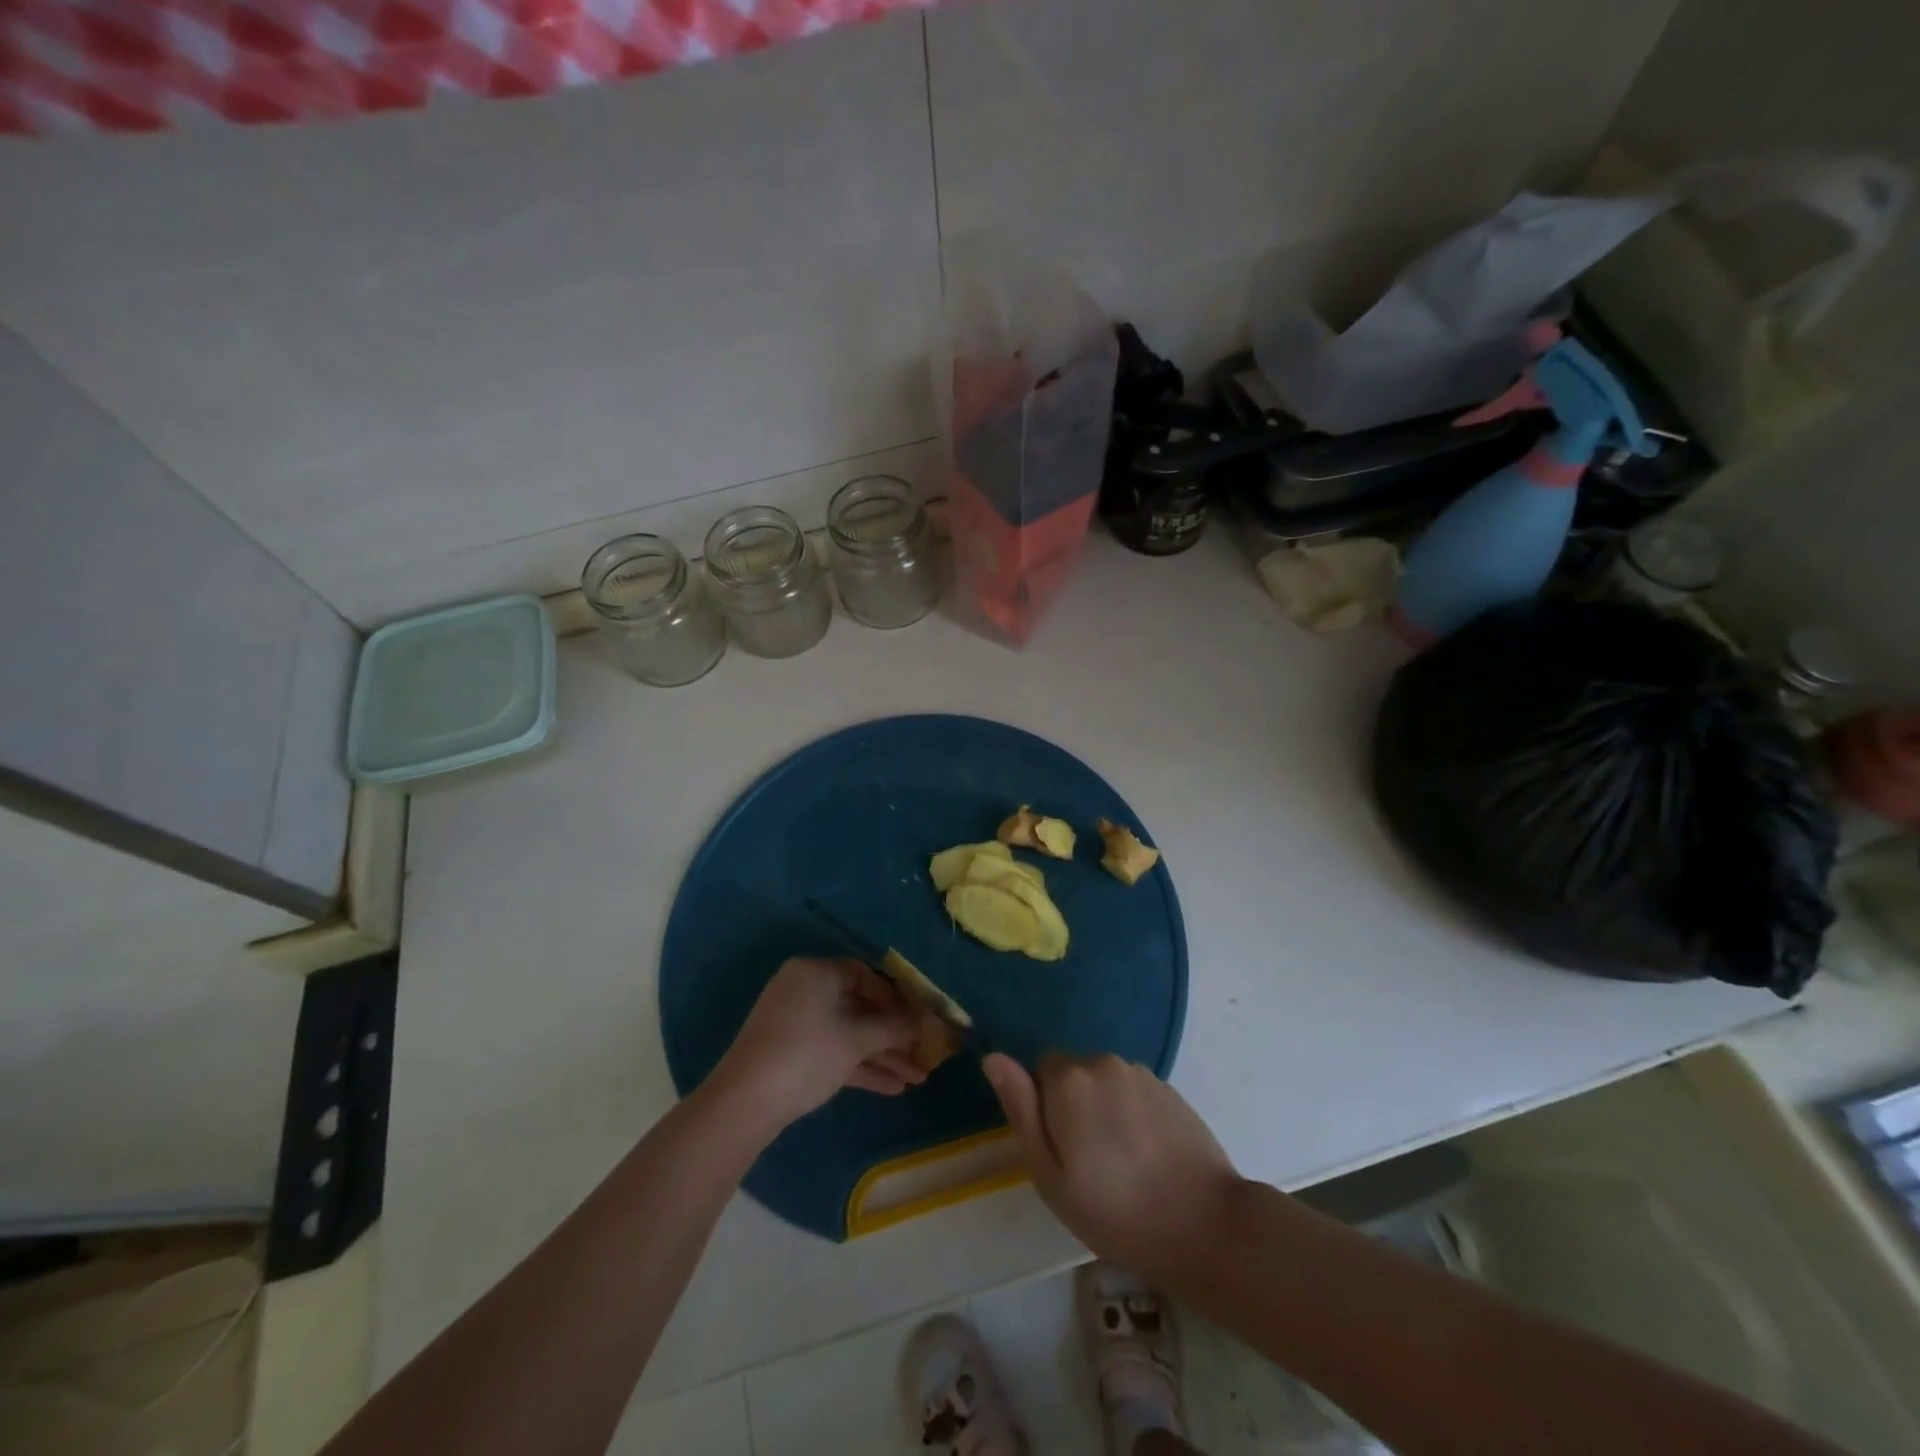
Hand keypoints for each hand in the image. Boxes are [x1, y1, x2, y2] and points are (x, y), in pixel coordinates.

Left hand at [710, 958, 927, 1129]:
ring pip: (850, 1033)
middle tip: (926, 1052)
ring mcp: (798, 1023)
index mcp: (816, 972)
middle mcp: (806, 990)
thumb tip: (933, 1021)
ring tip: (919, 1078)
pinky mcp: (793, 1053)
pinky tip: (894, 1087)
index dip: (899, 997)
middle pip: (861, 1007)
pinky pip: (835, 1051)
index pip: (867, 975)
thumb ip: (897, 1027)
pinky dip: (862, 1066)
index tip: (923, 1018)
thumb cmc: (806, 1054)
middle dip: (896, 1034)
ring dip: (884, 1055)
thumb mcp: (856, 1039)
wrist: (743, 1104)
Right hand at [984, 1051, 1244, 1286]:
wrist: (1206, 1225)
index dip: (1044, 1107)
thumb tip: (993, 1058)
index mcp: (1070, 1079)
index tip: (1060, 1148)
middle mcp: (1104, 1062)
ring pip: (1105, 1082)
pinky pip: (1134, 1092)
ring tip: (1121, 1163)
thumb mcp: (1051, 1174)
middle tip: (1088, 1162)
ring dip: (1104, 1108)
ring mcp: (1142, 1073)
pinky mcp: (1170, 1089)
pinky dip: (1133, 1114)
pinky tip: (1147, 1156)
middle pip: (1073, 1073)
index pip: (1040, 1070)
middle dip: (1073, 1105)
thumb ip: (1021, 1109)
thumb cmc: (1116, 1211)